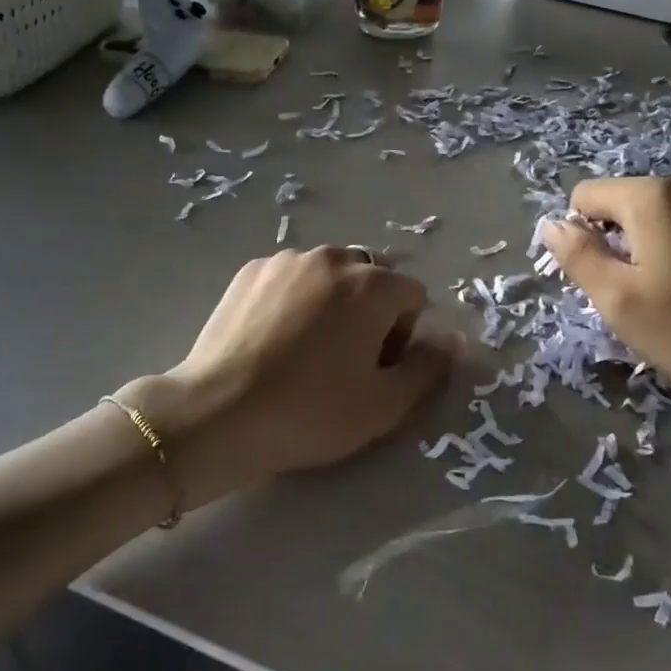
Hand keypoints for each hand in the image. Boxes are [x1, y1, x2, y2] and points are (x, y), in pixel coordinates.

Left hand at [120, 248, 455, 506]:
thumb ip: (429, 368)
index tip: (377, 369)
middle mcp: (332, 258)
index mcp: (372, 285)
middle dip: (371, 310)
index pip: (412, 296)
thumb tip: (453, 341)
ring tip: (305, 347)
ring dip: (333, 300)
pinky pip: (291, 276)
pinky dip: (295, 297)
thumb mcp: (384, 405)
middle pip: (372, 278)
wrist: (217, 412)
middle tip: (345, 358)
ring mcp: (287, 260)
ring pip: (330, 274)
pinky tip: (273, 337)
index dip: (404, 335)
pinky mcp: (250, 270)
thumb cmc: (309, 412)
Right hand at [540, 175, 670, 425]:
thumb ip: (578, 256)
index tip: (609, 283)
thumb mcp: (620, 302)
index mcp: (654, 197)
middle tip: (644, 297)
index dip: (584, 240)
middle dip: (621, 245)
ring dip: (655, 249)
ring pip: (662, 217)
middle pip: (626, 205)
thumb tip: (552, 224)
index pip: (586, 197)